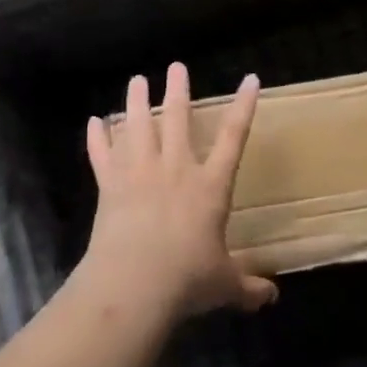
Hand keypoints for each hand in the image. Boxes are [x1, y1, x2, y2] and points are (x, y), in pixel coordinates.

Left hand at [81, 62, 278, 319]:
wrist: (134, 283)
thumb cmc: (187, 279)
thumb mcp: (225, 285)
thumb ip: (248, 287)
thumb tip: (272, 299)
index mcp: (210, 186)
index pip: (234, 137)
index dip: (244, 107)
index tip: (250, 79)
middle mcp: (176, 169)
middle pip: (177, 119)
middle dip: (178, 90)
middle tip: (176, 66)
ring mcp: (139, 173)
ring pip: (138, 127)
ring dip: (136, 102)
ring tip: (136, 80)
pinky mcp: (110, 186)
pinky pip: (102, 155)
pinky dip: (97, 138)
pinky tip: (94, 122)